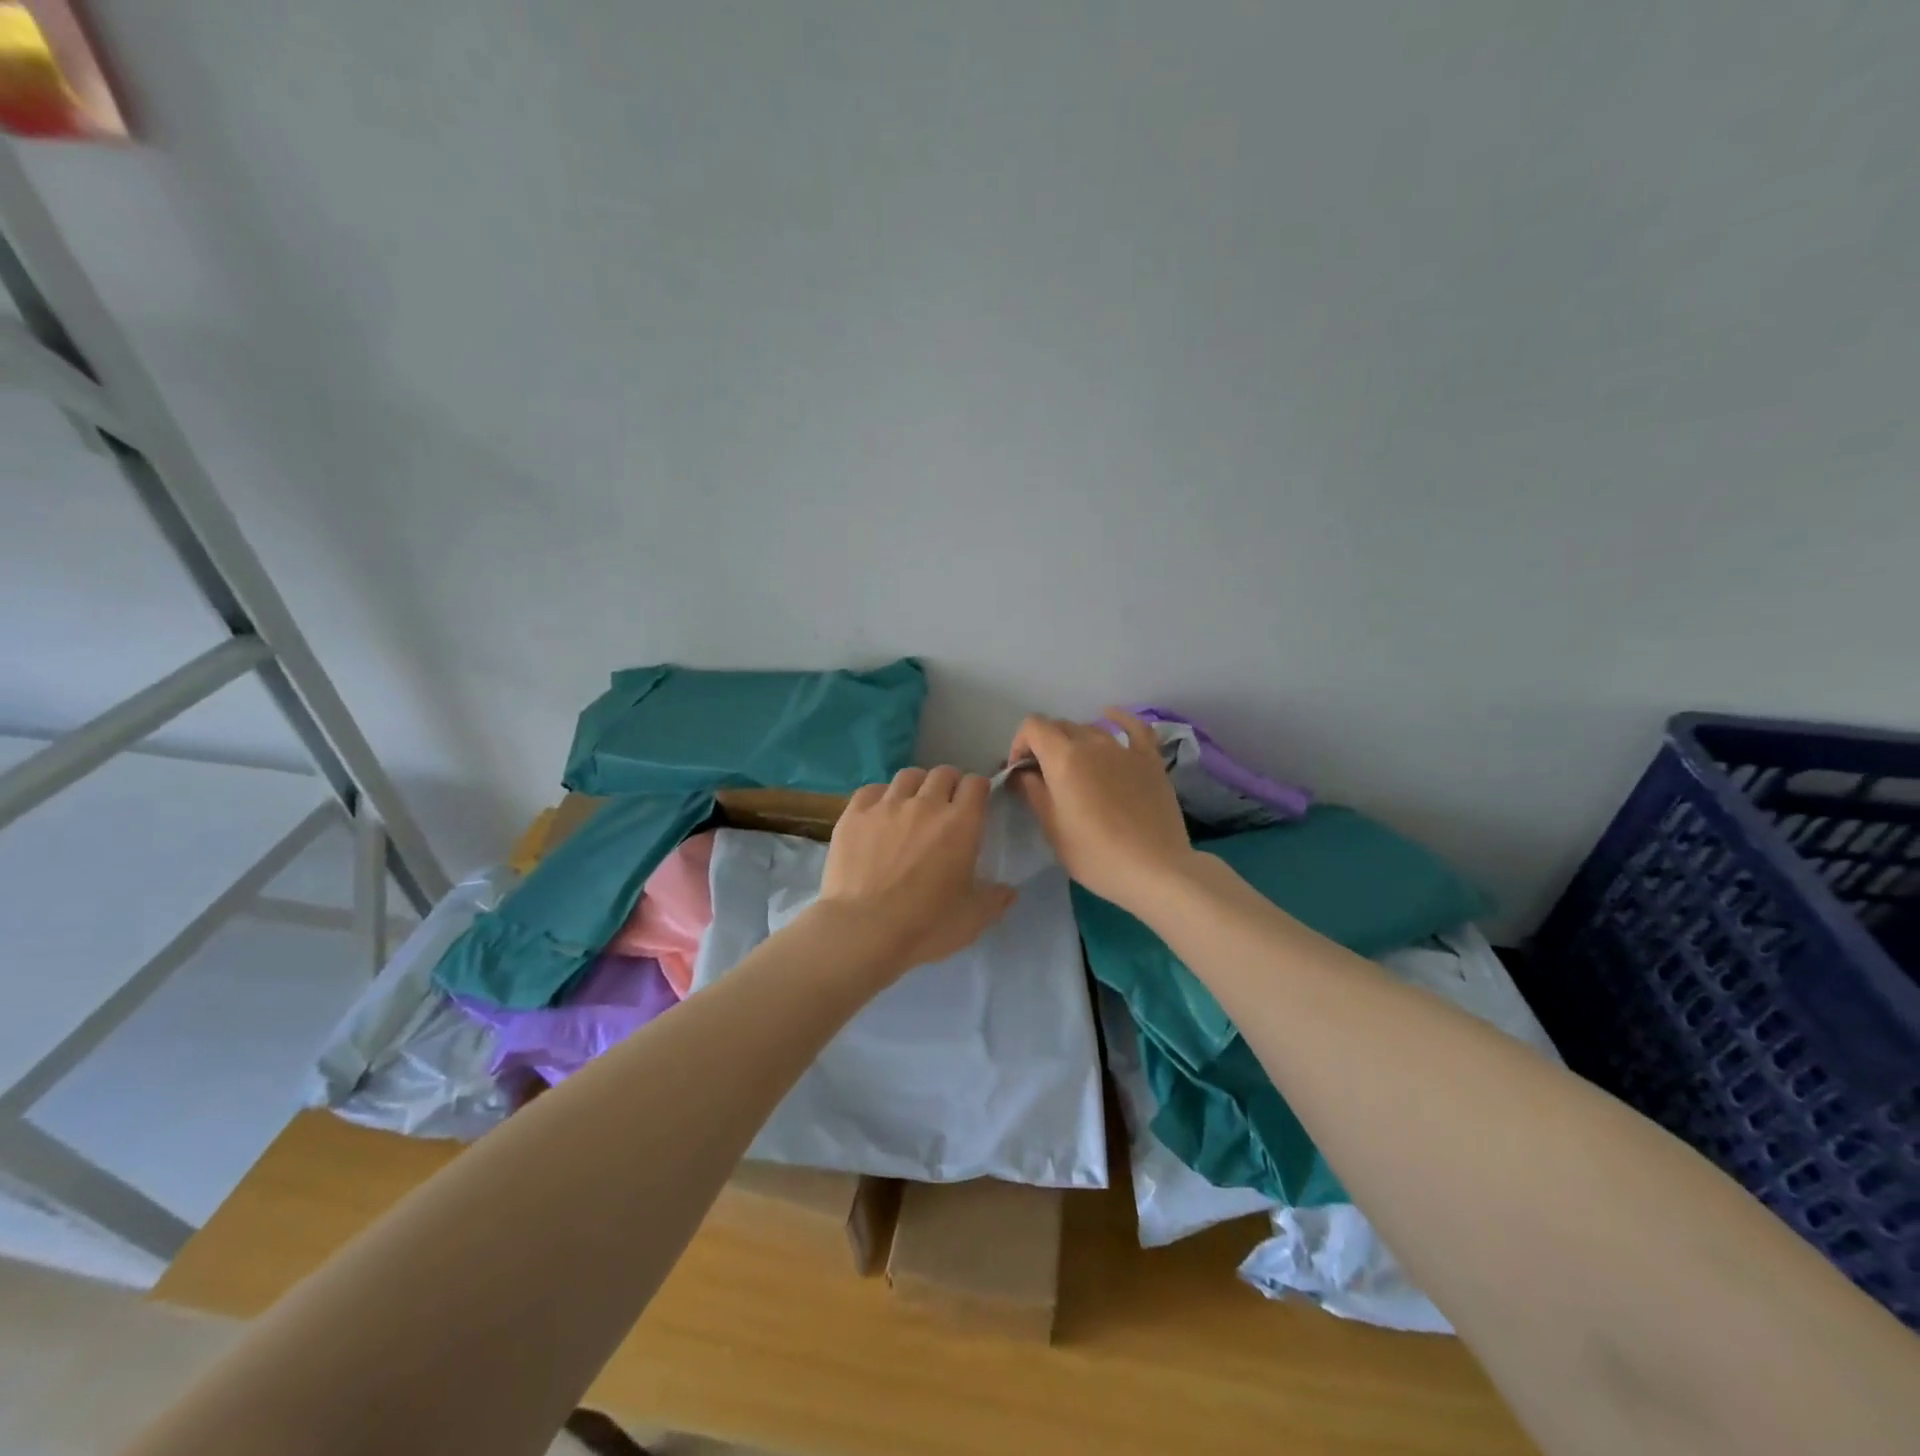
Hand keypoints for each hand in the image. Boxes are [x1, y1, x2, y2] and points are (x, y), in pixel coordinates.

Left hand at [816, 766, 1016, 974]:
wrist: (864, 931)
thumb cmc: (926, 925)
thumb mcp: (972, 919)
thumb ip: (995, 900)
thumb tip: (1008, 891)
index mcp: (961, 823)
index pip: (975, 784)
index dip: (978, 789)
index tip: (976, 803)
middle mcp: (926, 804)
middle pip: (942, 773)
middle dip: (949, 783)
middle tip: (946, 805)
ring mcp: (887, 806)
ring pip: (908, 776)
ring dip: (916, 786)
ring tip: (912, 805)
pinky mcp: (854, 814)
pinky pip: (872, 790)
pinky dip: (881, 796)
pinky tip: (878, 813)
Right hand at [1008, 708, 1193, 913]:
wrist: (1155, 869)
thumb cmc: (1095, 855)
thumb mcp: (1052, 829)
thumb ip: (1034, 793)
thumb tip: (1023, 774)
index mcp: (1063, 758)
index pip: (1033, 727)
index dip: (1020, 744)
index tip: (1021, 772)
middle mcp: (1092, 743)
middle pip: (1060, 726)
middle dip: (1045, 745)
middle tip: (1044, 777)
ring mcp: (1124, 749)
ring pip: (1091, 729)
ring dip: (1075, 741)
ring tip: (1076, 768)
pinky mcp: (1150, 760)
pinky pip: (1134, 728)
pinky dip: (1118, 719)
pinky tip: (1109, 716)